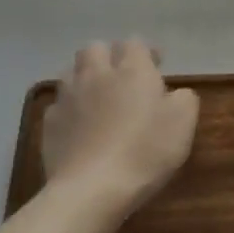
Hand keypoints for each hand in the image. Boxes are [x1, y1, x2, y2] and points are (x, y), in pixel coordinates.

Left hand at [40, 40, 198, 213]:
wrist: (93, 189)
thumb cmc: (146, 151)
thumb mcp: (184, 122)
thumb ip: (184, 98)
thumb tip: (175, 93)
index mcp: (132, 70)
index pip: (134, 43)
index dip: (146, 51)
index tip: (157, 65)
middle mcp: (97, 75)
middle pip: (95, 48)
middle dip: (109, 55)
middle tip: (123, 76)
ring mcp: (68, 98)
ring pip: (71, 71)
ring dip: (85, 76)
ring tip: (98, 96)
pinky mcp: (49, 124)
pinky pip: (59, 103)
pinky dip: (70, 107)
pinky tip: (80, 124)